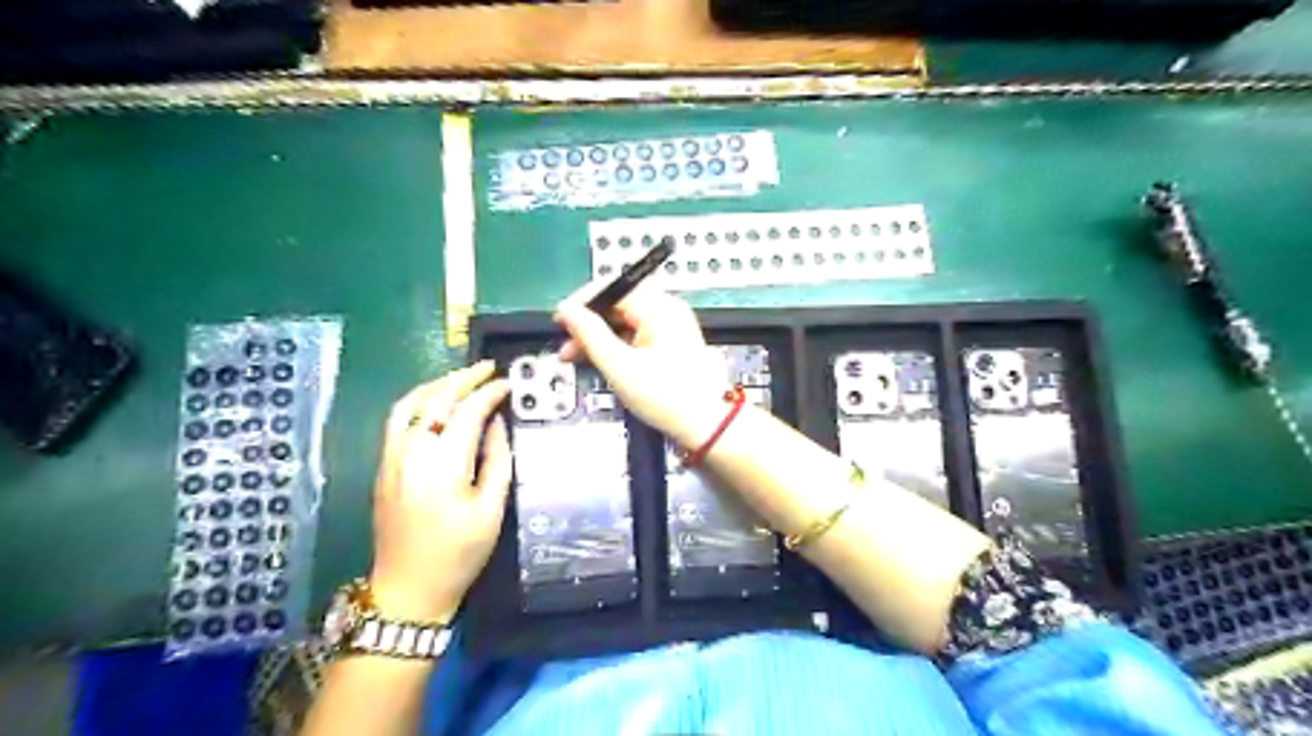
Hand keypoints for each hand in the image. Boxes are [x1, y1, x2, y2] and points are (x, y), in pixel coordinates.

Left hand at [372, 363, 513, 620]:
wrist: (408, 590)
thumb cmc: (459, 554)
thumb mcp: (491, 509)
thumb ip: (497, 459)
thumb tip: (497, 423)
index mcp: (443, 465)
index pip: (468, 412)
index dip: (490, 393)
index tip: (508, 385)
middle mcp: (412, 452)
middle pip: (436, 399)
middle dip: (464, 378)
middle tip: (488, 368)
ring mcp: (391, 457)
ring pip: (410, 403)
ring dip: (437, 384)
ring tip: (462, 377)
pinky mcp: (383, 466)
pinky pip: (397, 419)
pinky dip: (418, 400)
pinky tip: (435, 401)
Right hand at [557, 285, 727, 447]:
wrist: (707, 424)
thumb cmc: (667, 397)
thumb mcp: (619, 366)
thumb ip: (589, 334)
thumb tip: (567, 311)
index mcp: (659, 308)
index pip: (611, 288)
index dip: (581, 303)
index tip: (559, 321)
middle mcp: (668, 310)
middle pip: (617, 305)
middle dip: (588, 325)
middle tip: (566, 346)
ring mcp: (672, 327)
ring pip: (625, 322)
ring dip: (600, 337)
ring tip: (578, 357)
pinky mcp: (672, 344)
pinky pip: (636, 335)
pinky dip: (617, 346)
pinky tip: (602, 362)